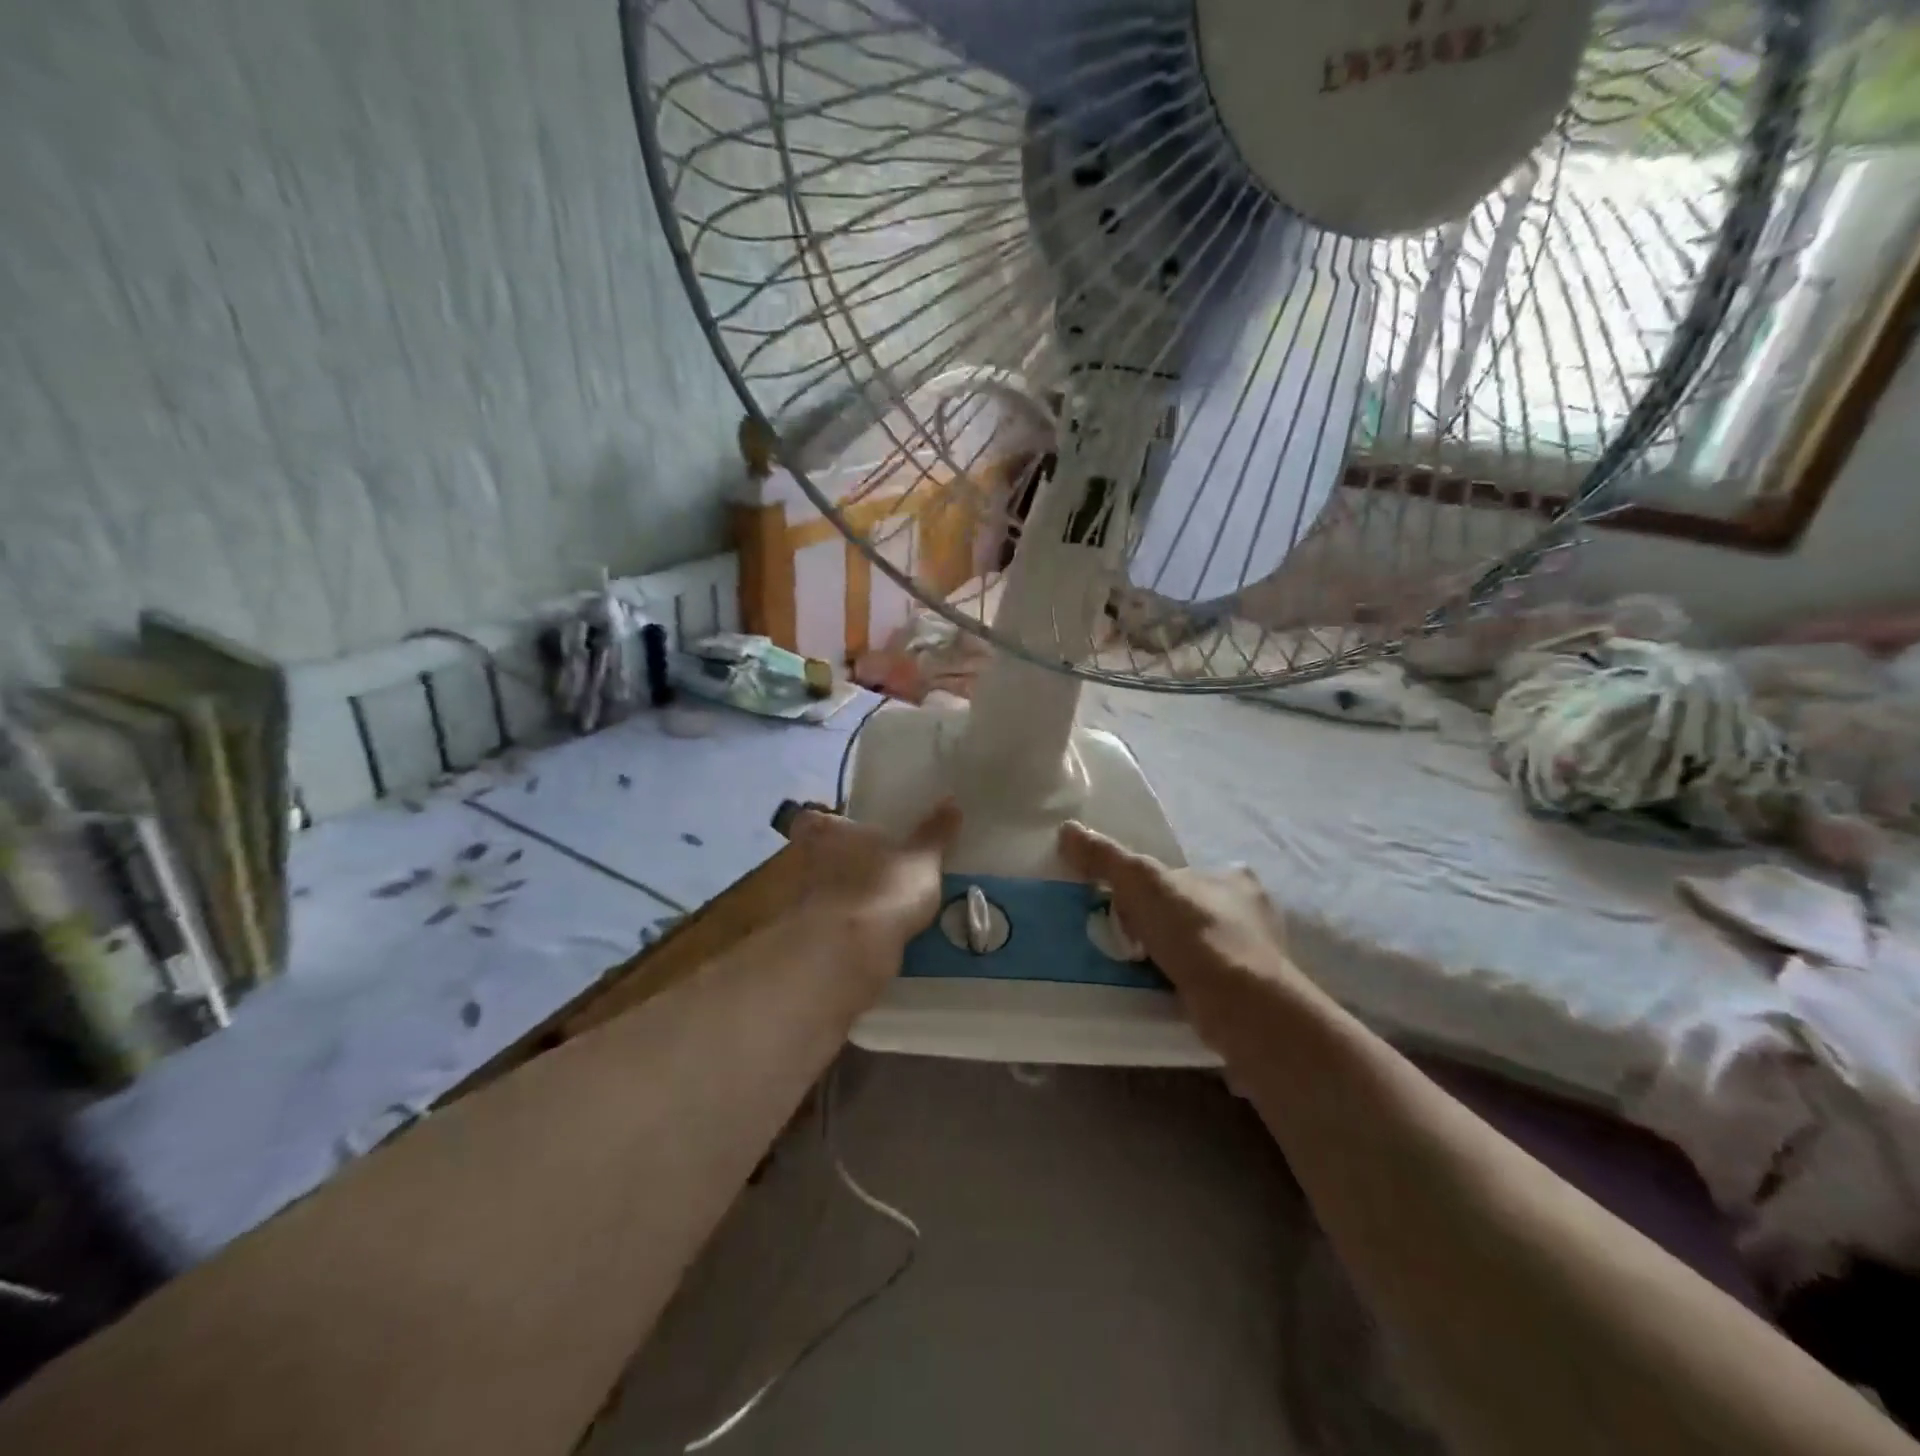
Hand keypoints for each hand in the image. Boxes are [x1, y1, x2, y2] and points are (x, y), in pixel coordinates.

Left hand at [787, 800, 960, 966]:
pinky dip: (834, 929)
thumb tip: (951, 800)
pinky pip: (818, 926)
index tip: (843, 833)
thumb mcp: (921, 858)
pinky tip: (859, 937)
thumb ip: (934, 832)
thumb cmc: (884, 887)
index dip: (823, 826)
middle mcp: (801, 860)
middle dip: (829, 863)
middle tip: (862, 871)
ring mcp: (796, 901)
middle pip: (808, 855)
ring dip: (832, 898)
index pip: (809, 819)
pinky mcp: (799, 938)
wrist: (849, 950)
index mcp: (825, 831)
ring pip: (811, 891)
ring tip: (866, 908)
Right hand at [1059, 821, 1317, 1061]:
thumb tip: (1067, 829)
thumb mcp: (1140, 881)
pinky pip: (1204, 981)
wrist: (1240, 1005)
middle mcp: (1253, 914)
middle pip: (1190, 910)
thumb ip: (1105, 856)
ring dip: (1170, 956)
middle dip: (1161, 923)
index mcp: (1235, 878)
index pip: (1187, 873)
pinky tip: (1158, 991)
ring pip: (1198, 948)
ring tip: (1134, 967)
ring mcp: (1255, 957)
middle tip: (1126, 936)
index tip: (1128, 903)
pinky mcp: (1249, 995)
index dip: (1155, 886)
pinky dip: (1181, 984)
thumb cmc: (1196, 931)